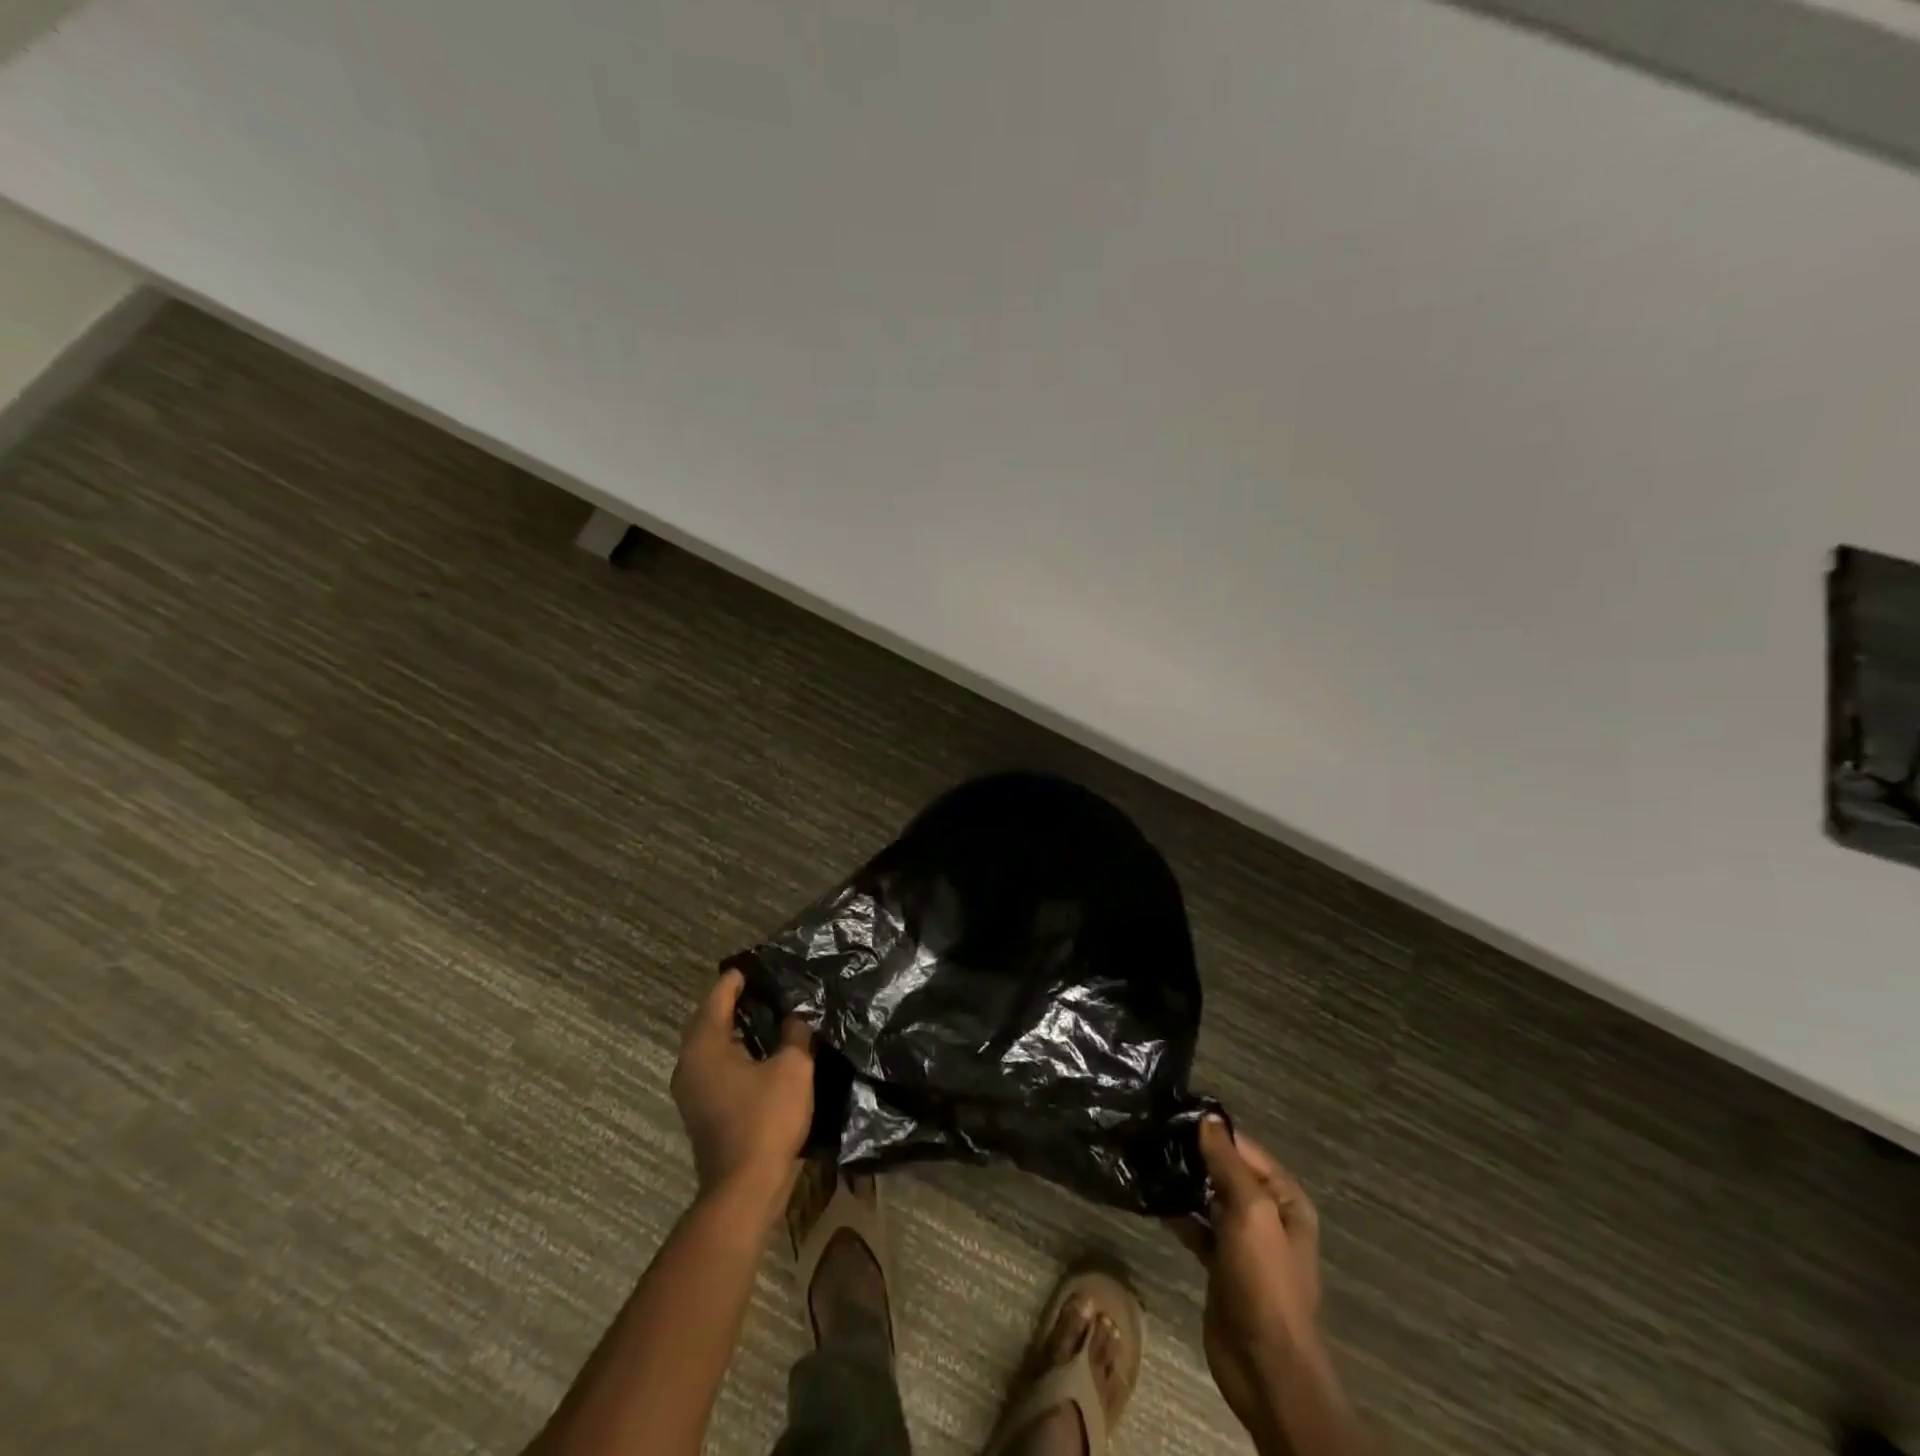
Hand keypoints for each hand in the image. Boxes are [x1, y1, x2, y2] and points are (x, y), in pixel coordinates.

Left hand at [670, 971, 814, 1209]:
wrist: (745, 1189)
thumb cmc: (766, 1120)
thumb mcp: (793, 1068)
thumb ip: (795, 1034)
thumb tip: (796, 1014)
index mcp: (705, 1046)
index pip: (717, 997)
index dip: (737, 979)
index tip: (757, 965)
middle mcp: (689, 1064)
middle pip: (707, 1020)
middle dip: (732, 1002)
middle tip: (763, 987)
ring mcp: (691, 1091)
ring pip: (710, 1046)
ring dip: (732, 1028)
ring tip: (766, 1015)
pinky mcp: (702, 1111)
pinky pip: (714, 1066)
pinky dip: (733, 1052)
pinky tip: (760, 1052)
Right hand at [1171, 1119, 1325, 1441]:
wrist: (1264, 1366)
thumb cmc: (1264, 1281)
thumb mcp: (1250, 1212)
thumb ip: (1228, 1163)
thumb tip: (1208, 1118)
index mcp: (1284, 1199)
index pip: (1245, 1149)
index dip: (1212, 1131)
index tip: (1172, 1113)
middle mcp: (1266, 1215)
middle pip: (1226, 1171)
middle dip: (1194, 1155)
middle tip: (1153, 1132)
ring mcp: (1242, 1242)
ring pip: (1208, 1198)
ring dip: (1183, 1183)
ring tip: (1146, 1158)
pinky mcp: (1220, 1264)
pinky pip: (1197, 1227)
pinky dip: (1178, 1213)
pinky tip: (1151, 1197)